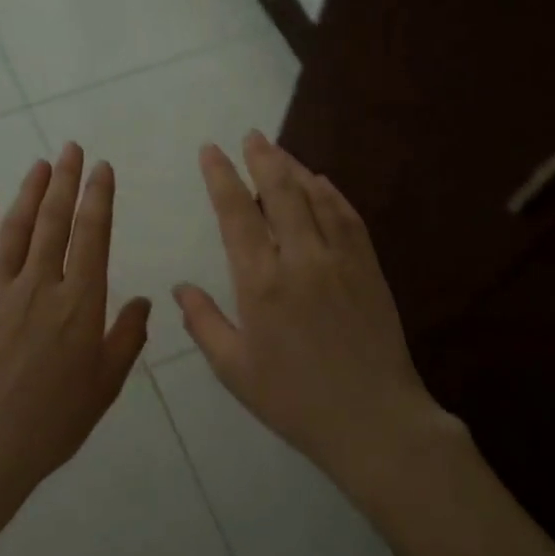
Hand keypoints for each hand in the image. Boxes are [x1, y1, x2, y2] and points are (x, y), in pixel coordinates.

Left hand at [0, 142, 151, 499]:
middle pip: (54, 222)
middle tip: (71, 149)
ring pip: (15, 229)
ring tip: (40, 164)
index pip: (92, 236)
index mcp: (80, 304)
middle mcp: (40, 286)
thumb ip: (126, 339)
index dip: (98, 198)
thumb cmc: (52, 423)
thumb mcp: (104, 386)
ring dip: (29, 192)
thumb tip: (144, 301)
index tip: (102, 169)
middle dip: (65, 181)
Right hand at [173, 131, 464, 486]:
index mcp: (261, 283)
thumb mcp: (234, 369)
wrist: (373, 420)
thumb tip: (181, 287)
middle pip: (280, 192)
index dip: (222, 177)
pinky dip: (332, 194)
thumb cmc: (294, 400)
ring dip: (295, 169)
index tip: (211, 151)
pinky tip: (322, 183)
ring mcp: (340, 260)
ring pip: (316, 198)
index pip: (237, 214)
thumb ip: (204, 323)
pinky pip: (349, 218)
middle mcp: (301, 259)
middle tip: (251, 135)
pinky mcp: (369, 269)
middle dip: (263, 158)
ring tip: (279, 151)